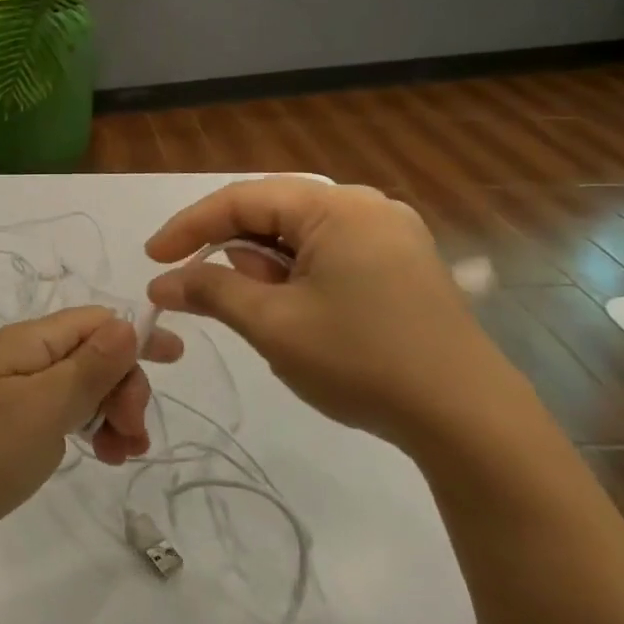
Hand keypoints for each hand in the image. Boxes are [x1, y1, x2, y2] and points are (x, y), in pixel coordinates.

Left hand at [0, 307, 184, 552]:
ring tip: (120, 455)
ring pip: (79, 387)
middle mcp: (22, 357)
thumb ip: (89, 366)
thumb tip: (128, 322)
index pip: (95, 322)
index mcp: (30, 341)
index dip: (136, 336)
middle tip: (134, 436)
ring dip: (109, 413)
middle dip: (123, 388)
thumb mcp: (44, 406)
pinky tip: (97, 455)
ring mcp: (13, 390)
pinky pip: (59, 413)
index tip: (175, 361)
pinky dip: (85, 428)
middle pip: (91, 355)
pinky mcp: (7, 423)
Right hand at [145, 176, 517, 453]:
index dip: (189, 227)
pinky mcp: (404, 265)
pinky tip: (294, 311)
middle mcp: (366, 206)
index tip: (153, 260)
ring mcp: (391, 235)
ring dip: (264, 267)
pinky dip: (297, 277)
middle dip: (229, 250)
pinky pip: (330, 255)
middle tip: (197, 287)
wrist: (470, 423)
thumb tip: (162, 283)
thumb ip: (211, 291)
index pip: (241, 200)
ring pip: (300, 237)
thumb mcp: (272, 325)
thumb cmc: (361, 361)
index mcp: (336, 206)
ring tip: (255, 311)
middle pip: (272, 214)